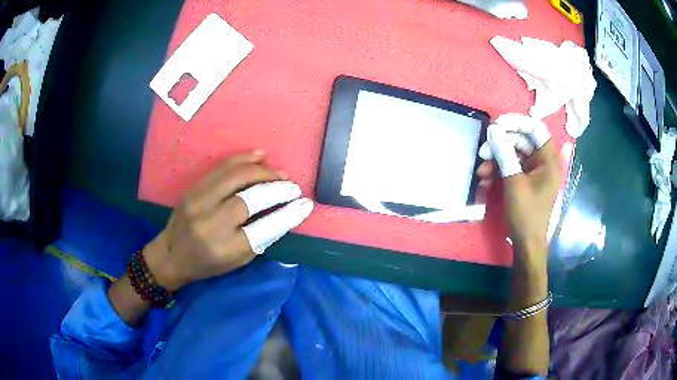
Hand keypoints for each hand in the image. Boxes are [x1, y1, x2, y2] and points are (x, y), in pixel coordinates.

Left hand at [143, 151, 312, 290]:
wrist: (171, 254)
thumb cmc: (206, 264)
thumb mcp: (236, 261)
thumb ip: (260, 238)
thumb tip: (283, 213)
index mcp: (225, 248)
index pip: (264, 228)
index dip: (288, 214)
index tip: (304, 204)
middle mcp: (210, 223)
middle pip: (250, 197)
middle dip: (277, 188)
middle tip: (292, 187)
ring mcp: (198, 202)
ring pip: (235, 176)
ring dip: (262, 171)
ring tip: (279, 173)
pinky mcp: (193, 189)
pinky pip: (221, 168)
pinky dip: (243, 159)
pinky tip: (259, 156)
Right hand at [477, 114, 559, 252]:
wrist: (526, 243)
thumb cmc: (526, 214)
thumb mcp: (514, 183)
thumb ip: (505, 154)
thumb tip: (493, 130)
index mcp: (549, 160)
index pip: (536, 128)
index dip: (517, 122)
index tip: (497, 124)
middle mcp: (543, 162)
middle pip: (522, 140)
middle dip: (501, 144)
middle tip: (483, 150)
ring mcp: (534, 171)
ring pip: (514, 153)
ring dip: (496, 158)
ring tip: (481, 170)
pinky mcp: (525, 179)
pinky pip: (512, 166)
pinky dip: (499, 169)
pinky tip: (485, 177)